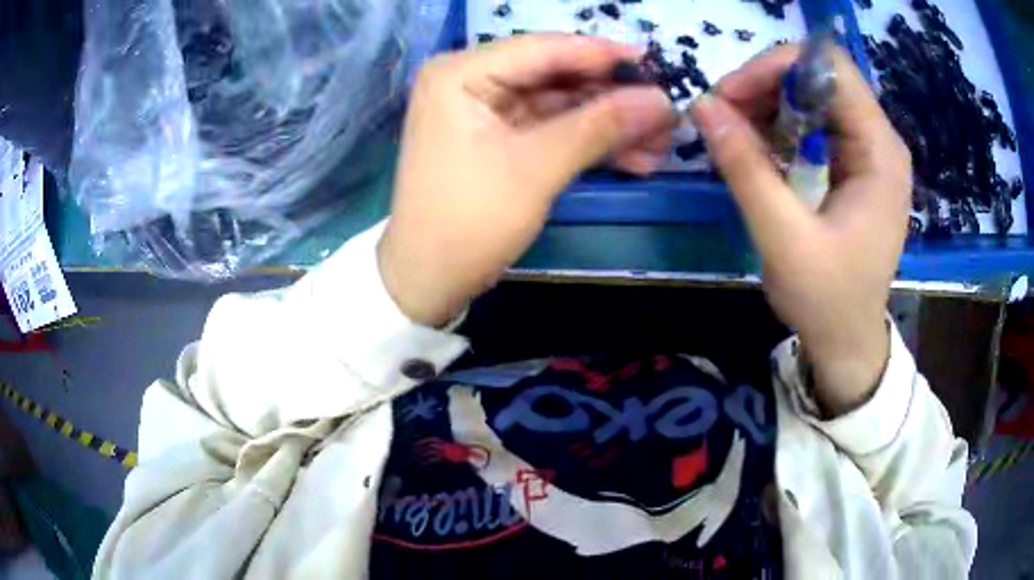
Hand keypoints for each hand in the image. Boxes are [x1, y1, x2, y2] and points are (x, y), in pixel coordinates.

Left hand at [379, 35, 675, 326]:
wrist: (428, 280)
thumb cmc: (469, 221)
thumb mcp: (537, 168)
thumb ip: (600, 126)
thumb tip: (663, 100)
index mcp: (461, 73)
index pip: (544, 49)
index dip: (604, 55)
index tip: (656, 64)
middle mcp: (470, 81)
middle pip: (556, 76)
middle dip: (613, 98)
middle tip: (666, 113)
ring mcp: (485, 111)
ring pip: (560, 105)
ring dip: (609, 124)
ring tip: (662, 142)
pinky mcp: (499, 139)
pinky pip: (551, 129)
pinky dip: (589, 143)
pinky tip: (635, 157)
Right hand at [690, 46, 911, 415]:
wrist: (848, 341)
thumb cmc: (827, 299)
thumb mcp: (783, 239)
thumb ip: (746, 168)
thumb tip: (703, 106)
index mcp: (880, 152)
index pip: (830, 68)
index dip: (777, 67)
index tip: (731, 95)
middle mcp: (880, 141)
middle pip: (820, 77)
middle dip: (766, 86)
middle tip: (722, 114)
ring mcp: (868, 152)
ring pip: (813, 96)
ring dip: (768, 104)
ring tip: (732, 132)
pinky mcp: (854, 166)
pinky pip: (814, 124)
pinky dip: (779, 126)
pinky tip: (756, 148)